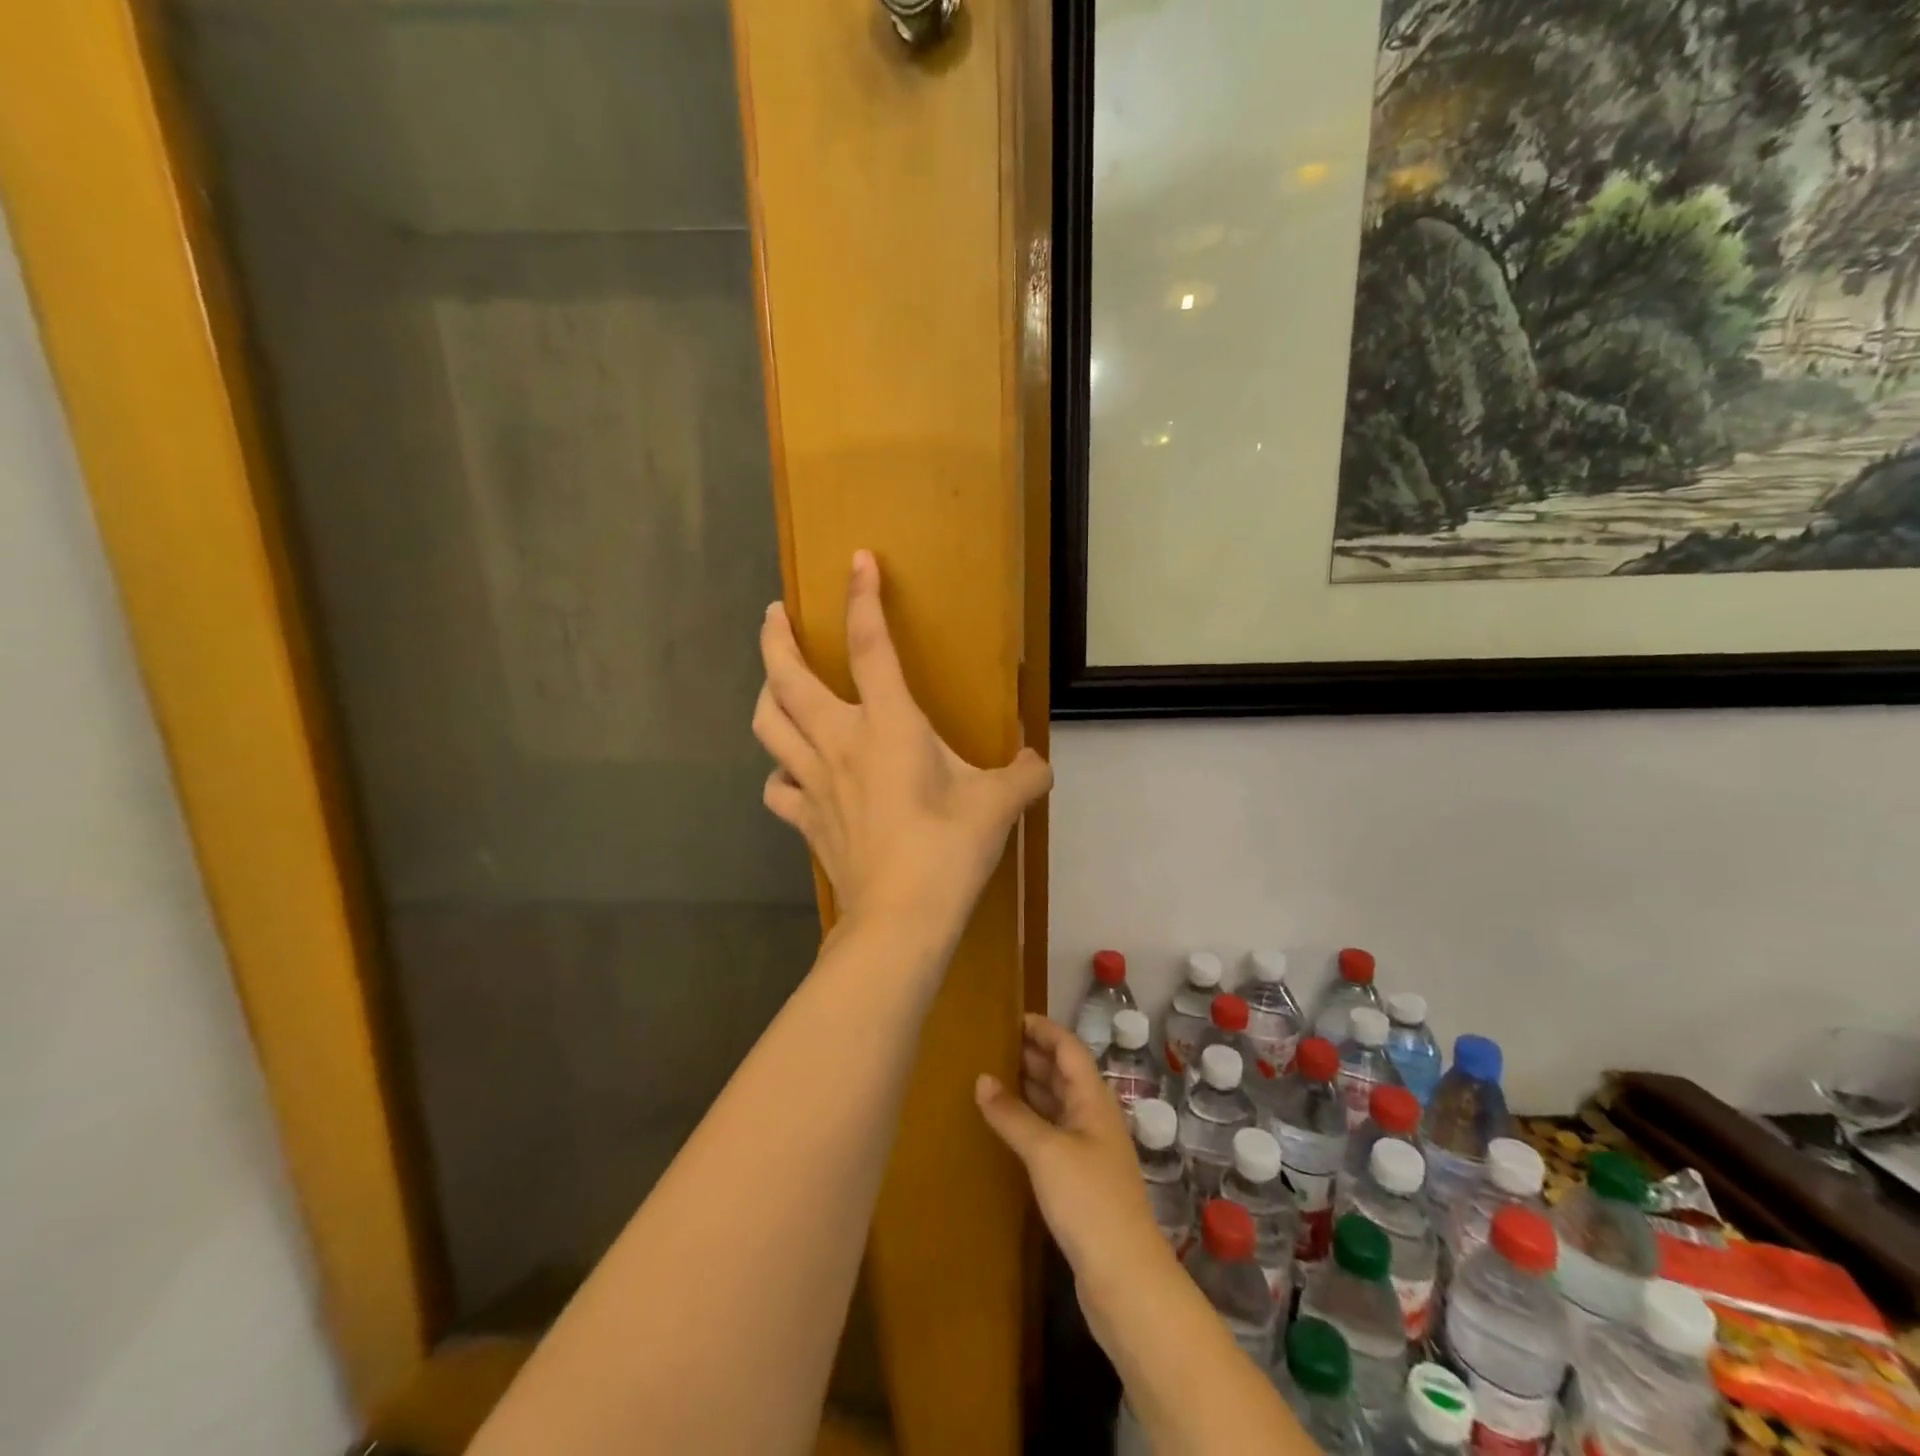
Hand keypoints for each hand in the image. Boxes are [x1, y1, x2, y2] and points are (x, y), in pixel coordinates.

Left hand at [753, 550, 1051, 937]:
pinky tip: (790, 775)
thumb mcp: (999, 804)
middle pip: (786, 677)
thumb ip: (1023, 774)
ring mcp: (812, 781)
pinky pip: (776, 786)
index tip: (857, 560)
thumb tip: (1037, 762)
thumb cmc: (949, 849)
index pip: (869, 644)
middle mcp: (839, 741)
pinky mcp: (804, 818)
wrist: (901, 917)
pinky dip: (779, 772)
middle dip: (775, 637)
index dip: (862, 598)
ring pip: (767, 724)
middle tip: (775, 613)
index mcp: (888, 724)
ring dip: (765, 695)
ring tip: (773, 683)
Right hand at [975, 1015, 1173, 1303]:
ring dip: (1029, 1087)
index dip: (1043, 1029)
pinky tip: (1007, 1126)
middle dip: (1032, 1055)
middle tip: (991, 1044)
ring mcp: (1090, 1150)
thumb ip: (1012, 1114)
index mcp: (1093, 1099)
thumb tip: (981, 1078)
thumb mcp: (1046, 1151)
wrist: (1125, 1278)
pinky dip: (1030, 1121)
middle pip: (1063, 1073)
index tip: (1011, 1017)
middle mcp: (1094, 1117)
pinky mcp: (1081, 1180)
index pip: (1069, 1048)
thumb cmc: (1089, 1201)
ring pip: (1057, 1104)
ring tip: (991, 1076)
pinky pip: (1052, 1134)